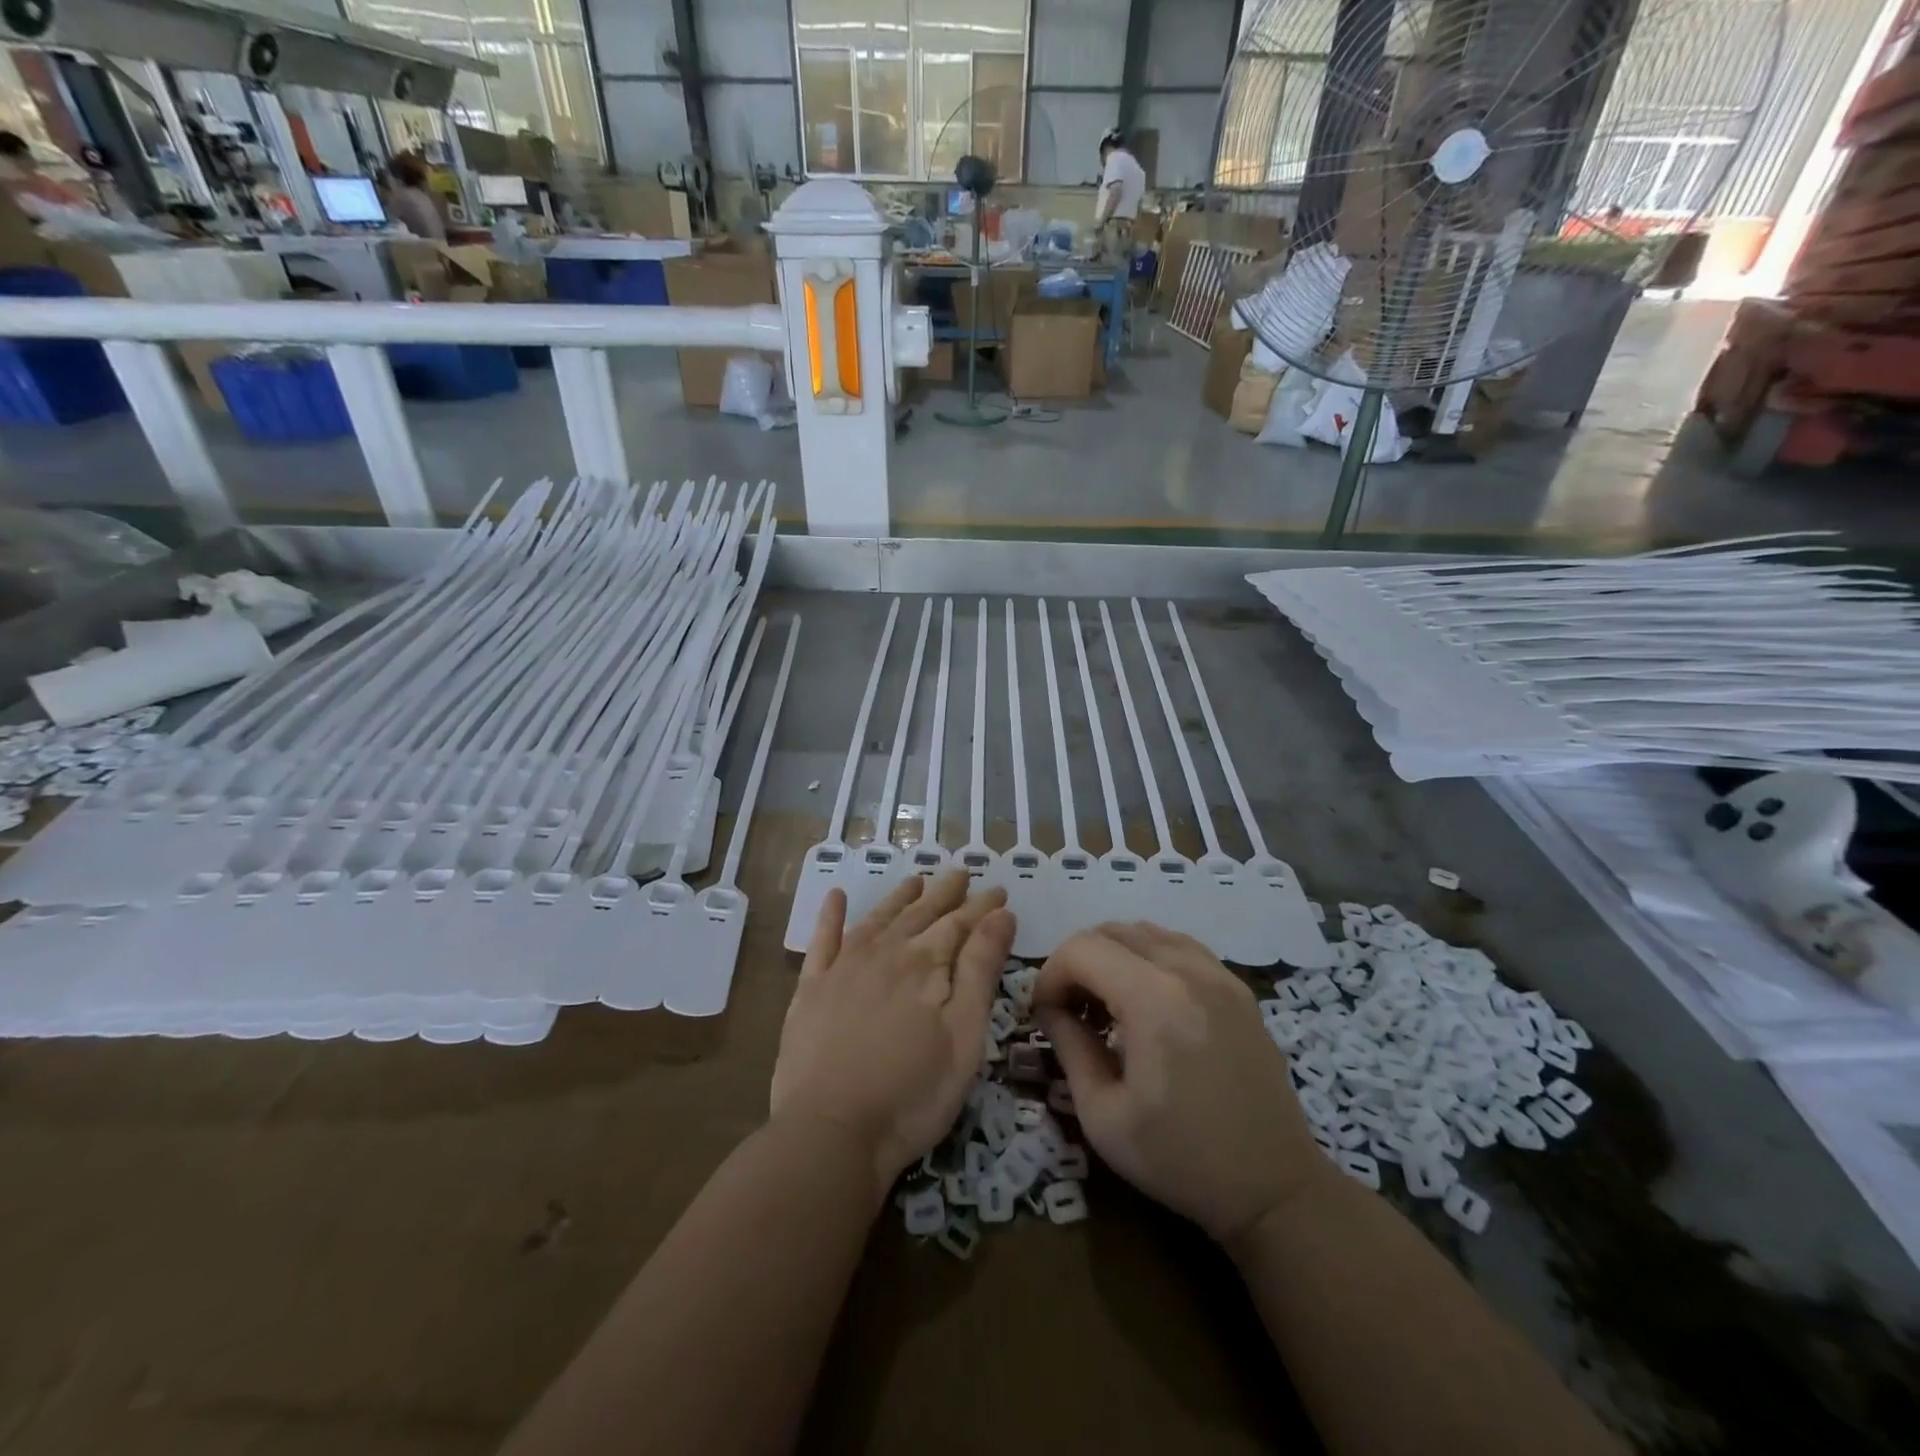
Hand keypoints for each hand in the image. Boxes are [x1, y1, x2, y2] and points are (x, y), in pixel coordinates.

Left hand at [770, 871, 1015, 1202]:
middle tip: (961, 872)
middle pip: (920, 914)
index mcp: (925, 964)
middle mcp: (885, 953)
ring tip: (916, 880)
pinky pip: (822, 941)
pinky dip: (830, 916)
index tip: (999, 889)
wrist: (830, 1131)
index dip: (982, 906)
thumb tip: (1001, 914)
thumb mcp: (964, 1034)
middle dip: (945, 892)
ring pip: (878, 919)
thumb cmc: (912, 1092)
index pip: (960, 924)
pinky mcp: (811, 990)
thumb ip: (981, 969)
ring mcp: (843, 969)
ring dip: (899, 897)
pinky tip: (835, 896)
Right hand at [1034, 922, 1329, 1244]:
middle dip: (1077, 962)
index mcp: (1154, 1000)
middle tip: (1071, 1011)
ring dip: (1112, 955)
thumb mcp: (1103, 1116)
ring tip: (1107, 1005)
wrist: (1274, 1188)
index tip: (1044, 1015)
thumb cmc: (1181, 1161)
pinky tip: (1147, 1000)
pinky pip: (1179, 945)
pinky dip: (1148, 956)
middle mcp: (1188, 970)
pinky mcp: (1237, 987)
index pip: (1082, 949)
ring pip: (1145, 931)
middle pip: (1111, 931)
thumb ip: (1069, 1048)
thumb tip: (1051, 1009)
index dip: (1050, 975)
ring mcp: (1219, 974)